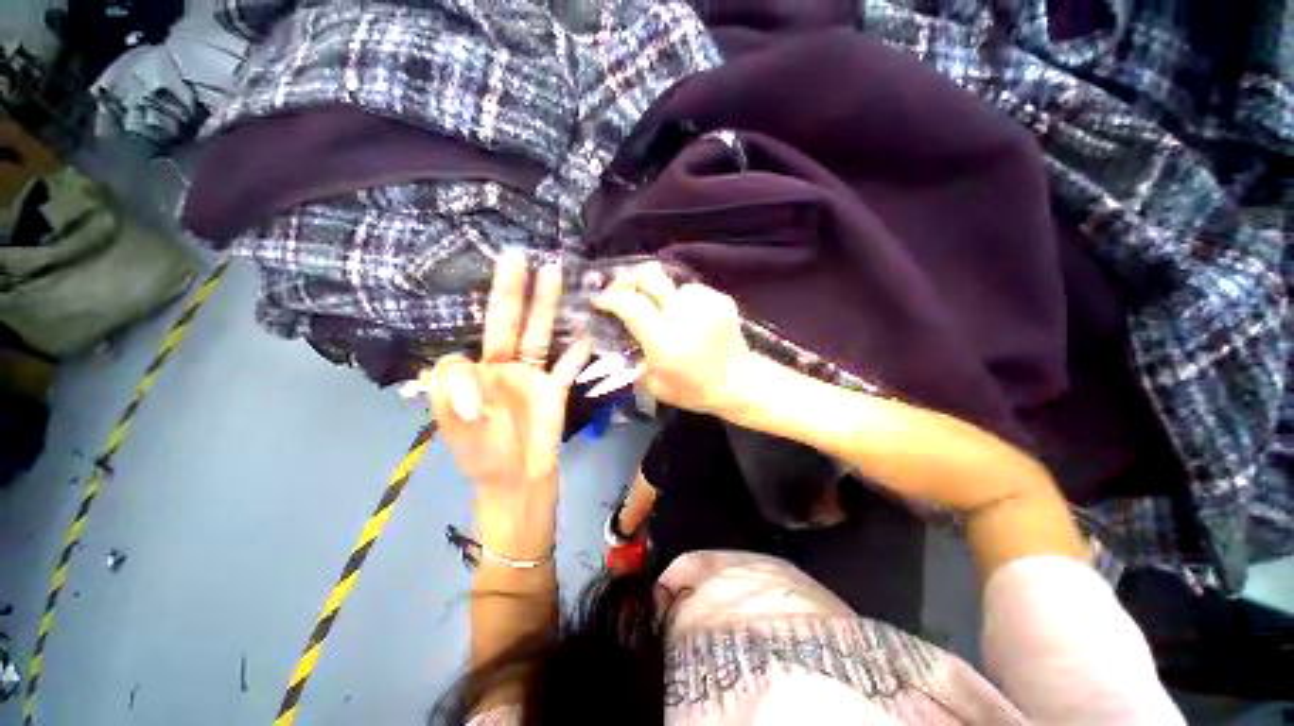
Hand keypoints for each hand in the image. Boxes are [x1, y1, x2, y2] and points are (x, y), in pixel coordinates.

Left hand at [425, 252, 590, 500]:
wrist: (519, 482)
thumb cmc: (483, 457)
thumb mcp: (457, 429)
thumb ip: (455, 393)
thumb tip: (477, 368)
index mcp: (474, 375)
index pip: (466, 349)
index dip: (463, 365)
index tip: (474, 386)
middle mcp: (504, 367)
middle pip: (508, 322)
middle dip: (512, 290)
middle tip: (518, 255)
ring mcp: (533, 375)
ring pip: (540, 334)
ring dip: (547, 306)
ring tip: (554, 272)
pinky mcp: (556, 388)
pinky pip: (567, 364)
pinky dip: (577, 349)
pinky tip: (588, 330)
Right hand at [595, 262, 752, 414]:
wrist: (740, 383)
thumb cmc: (694, 390)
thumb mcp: (654, 385)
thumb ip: (632, 358)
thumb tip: (616, 334)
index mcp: (667, 342)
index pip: (630, 305)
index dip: (609, 298)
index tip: (600, 300)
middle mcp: (686, 316)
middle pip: (649, 276)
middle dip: (628, 279)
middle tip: (622, 290)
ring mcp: (707, 304)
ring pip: (669, 282)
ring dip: (659, 294)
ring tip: (662, 313)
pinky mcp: (722, 299)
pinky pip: (690, 290)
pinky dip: (681, 300)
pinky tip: (686, 317)